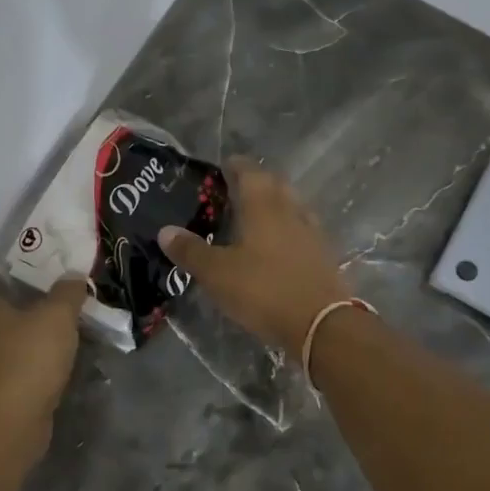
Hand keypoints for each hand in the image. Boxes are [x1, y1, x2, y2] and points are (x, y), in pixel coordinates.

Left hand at [0, 280, 86, 432]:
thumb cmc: (25, 357)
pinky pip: (9, 380)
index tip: (36, 293)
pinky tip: (51, 378)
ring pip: (2, 353)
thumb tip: (73, 275)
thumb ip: (67, 293)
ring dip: (24, 353)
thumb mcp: (57, 316)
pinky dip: (26, 379)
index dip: (7, 290)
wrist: (6, 423)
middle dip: (19, 323)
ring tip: (59, 349)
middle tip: (54, 319)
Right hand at [157, 157, 351, 350]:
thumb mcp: (217, 274)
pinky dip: (289, 230)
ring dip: (275, 205)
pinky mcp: (324, 256)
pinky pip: (303, 231)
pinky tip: (279, 247)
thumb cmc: (264, 290)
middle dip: (257, 182)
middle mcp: (291, 211)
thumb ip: (191, 251)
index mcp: (263, 206)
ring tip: (255, 218)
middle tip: (236, 191)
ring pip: (292, 207)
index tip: (222, 167)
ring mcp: (312, 233)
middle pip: (275, 185)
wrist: (322, 324)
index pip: (250, 172)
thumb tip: (165, 230)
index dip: (235, 166)